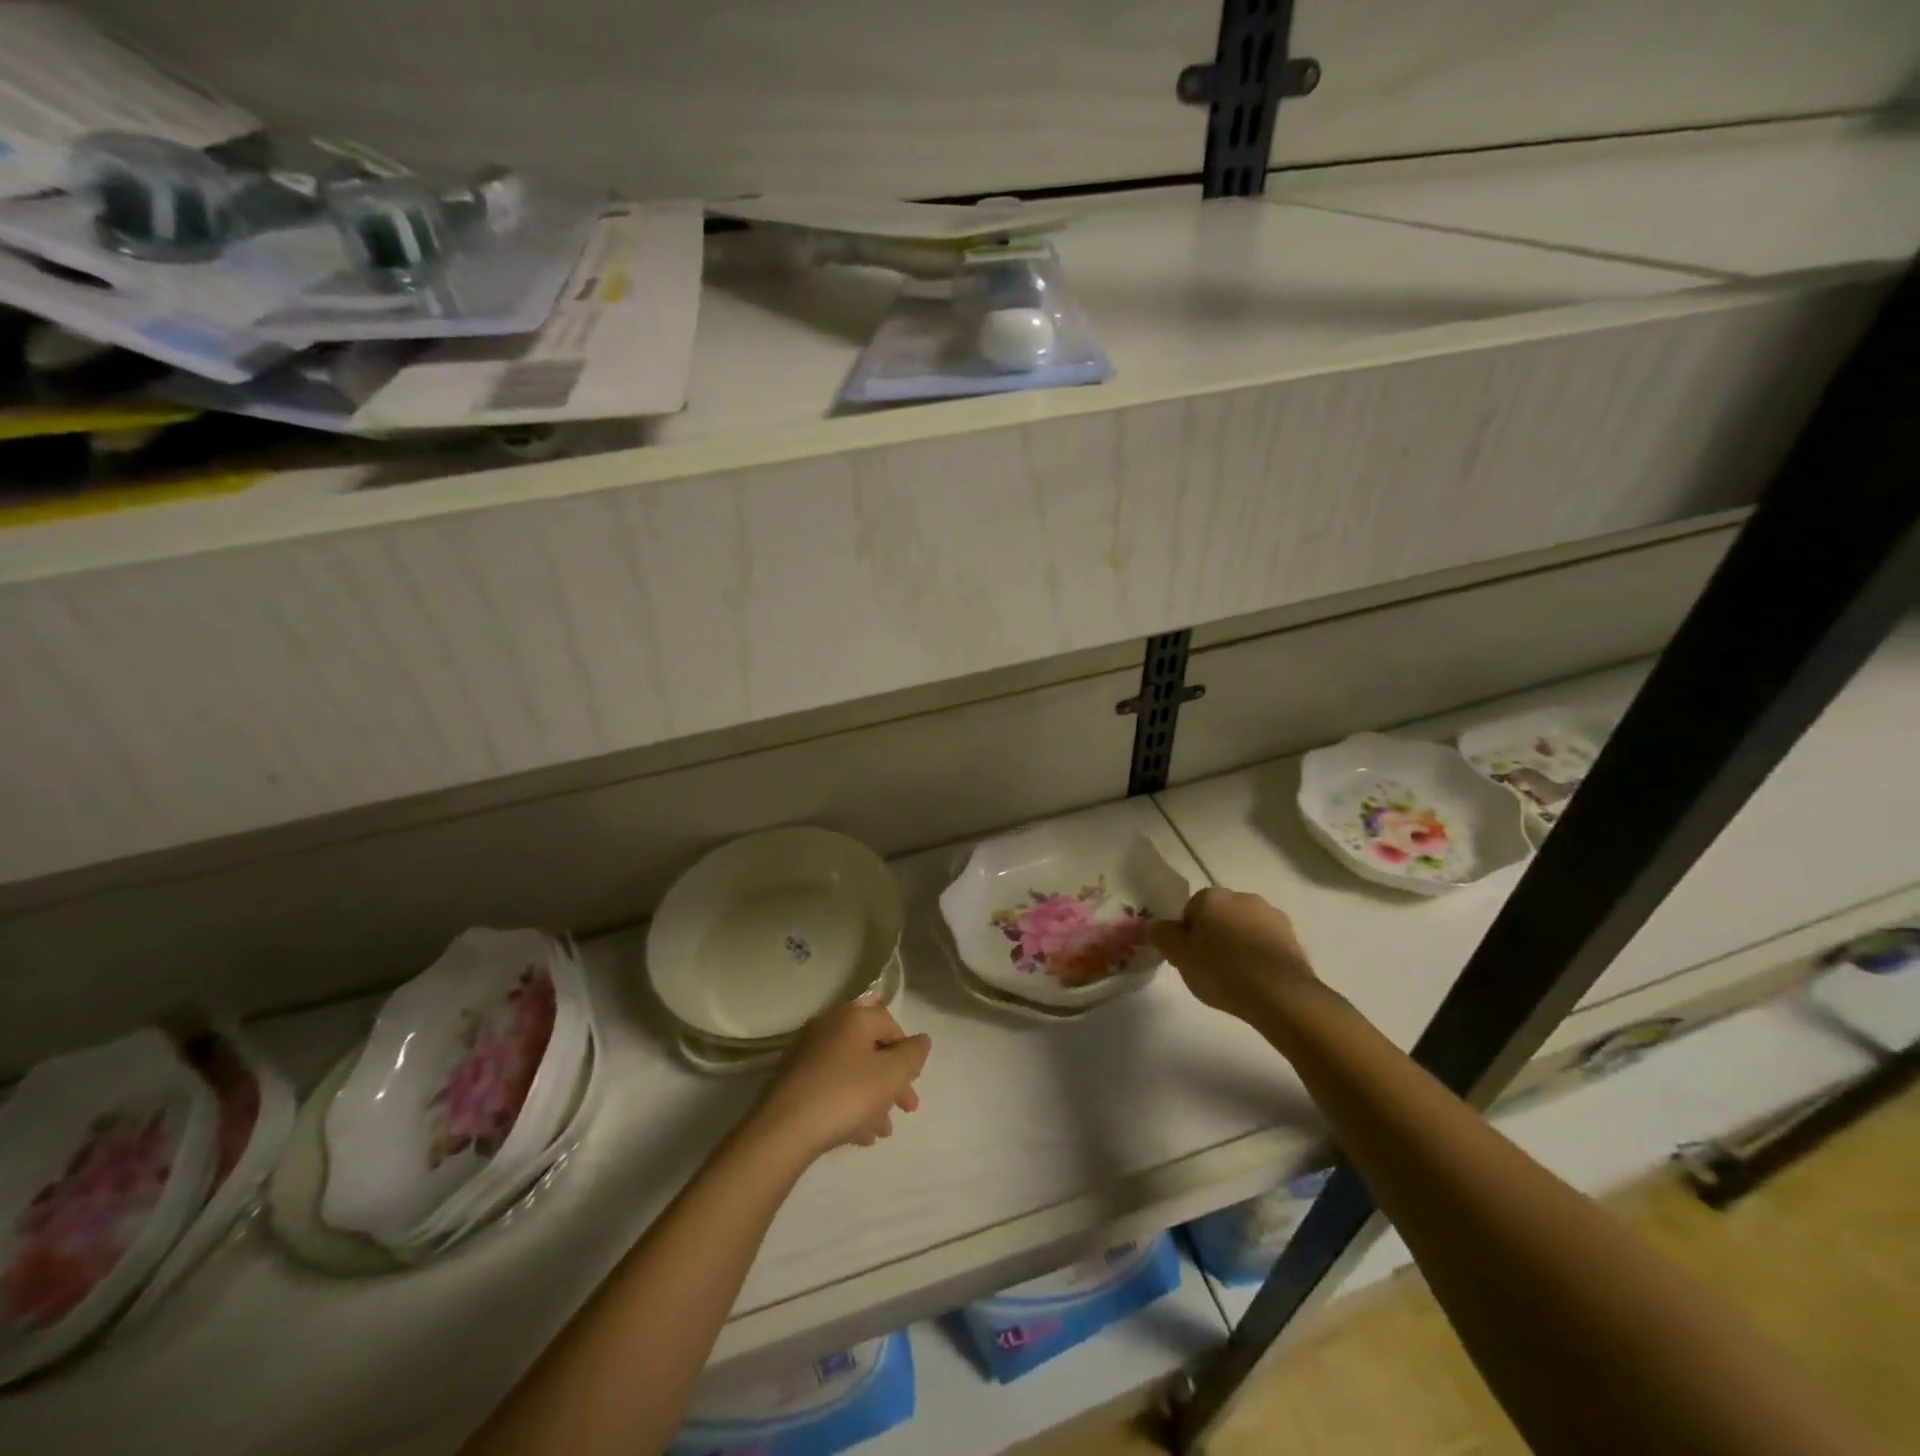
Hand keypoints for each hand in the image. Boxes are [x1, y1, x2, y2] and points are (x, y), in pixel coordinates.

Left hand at [751, 1002, 931, 1160]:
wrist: (783, 1129)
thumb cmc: (846, 1094)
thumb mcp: (891, 1075)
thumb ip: (912, 1055)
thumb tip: (923, 1039)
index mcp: (853, 1016)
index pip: (890, 1024)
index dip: (906, 1053)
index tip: (913, 1083)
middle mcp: (828, 1025)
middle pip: (870, 1049)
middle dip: (891, 1080)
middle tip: (906, 1108)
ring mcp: (807, 1052)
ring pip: (851, 1070)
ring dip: (872, 1097)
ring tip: (883, 1131)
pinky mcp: (793, 1079)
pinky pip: (831, 1085)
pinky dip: (848, 1103)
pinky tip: (859, 1135)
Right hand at [1151, 887, 1317, 1024]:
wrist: (1280, 994)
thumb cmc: (1221, 970)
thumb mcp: (1179, 956)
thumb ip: (1163, 936)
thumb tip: (1156, 926)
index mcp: (1211, 896)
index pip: (1190, 911)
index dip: (1187, 936)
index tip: (1190, 959)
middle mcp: (1242, 897)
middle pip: (1219, 917)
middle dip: (1214, 937)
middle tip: (1209, 969)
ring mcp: (1271, 916)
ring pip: (1244, 929)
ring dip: (1239, 946)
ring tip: (1236, 979)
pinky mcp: (1293, 938)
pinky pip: (1266, 945)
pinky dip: (1260, 958)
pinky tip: (1257, 982)